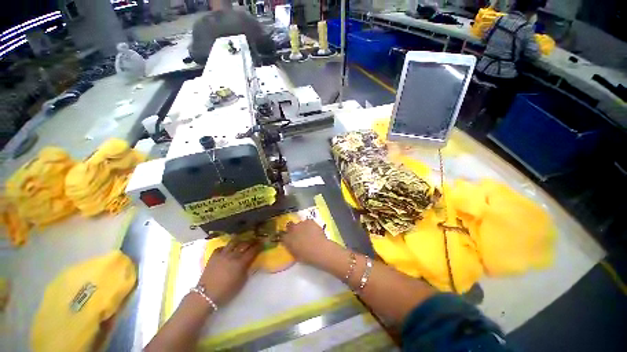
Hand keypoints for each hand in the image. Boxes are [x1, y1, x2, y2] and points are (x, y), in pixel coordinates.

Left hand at [198, 240, 260, 305]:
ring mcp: (222, 254)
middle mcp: (233, 255)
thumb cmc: (226, 291)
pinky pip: (221, 247)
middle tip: (255, 240)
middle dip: (251, 241)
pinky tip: (227, 249)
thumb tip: (250, 262)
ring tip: (242, 241)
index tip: (262, 243)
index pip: (253, 251)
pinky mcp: (214, 256)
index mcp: (241, 263)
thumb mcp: (242, 282)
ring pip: (233, 242)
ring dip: (239, 241)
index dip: (258, 246)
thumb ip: (247, 269)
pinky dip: (226, 247)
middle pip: (244, 244)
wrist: (206, 295)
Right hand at [282, 219, 338, 266]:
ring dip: (302, 227)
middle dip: (292, 228)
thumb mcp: (295, 254)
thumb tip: (292, 244)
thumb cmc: (307, 257)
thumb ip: (291, 247)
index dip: (286, 236)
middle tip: (298, 234)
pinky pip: (308, 222)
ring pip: (299, 223)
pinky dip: (310, 225)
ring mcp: (300, 224)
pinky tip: (314, 230)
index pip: (282, 235)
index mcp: (286, 240)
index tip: (290, 238)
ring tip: (308, 233)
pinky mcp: (309, 221)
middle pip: (289, 226)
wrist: (319, 250)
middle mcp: (292, 230)